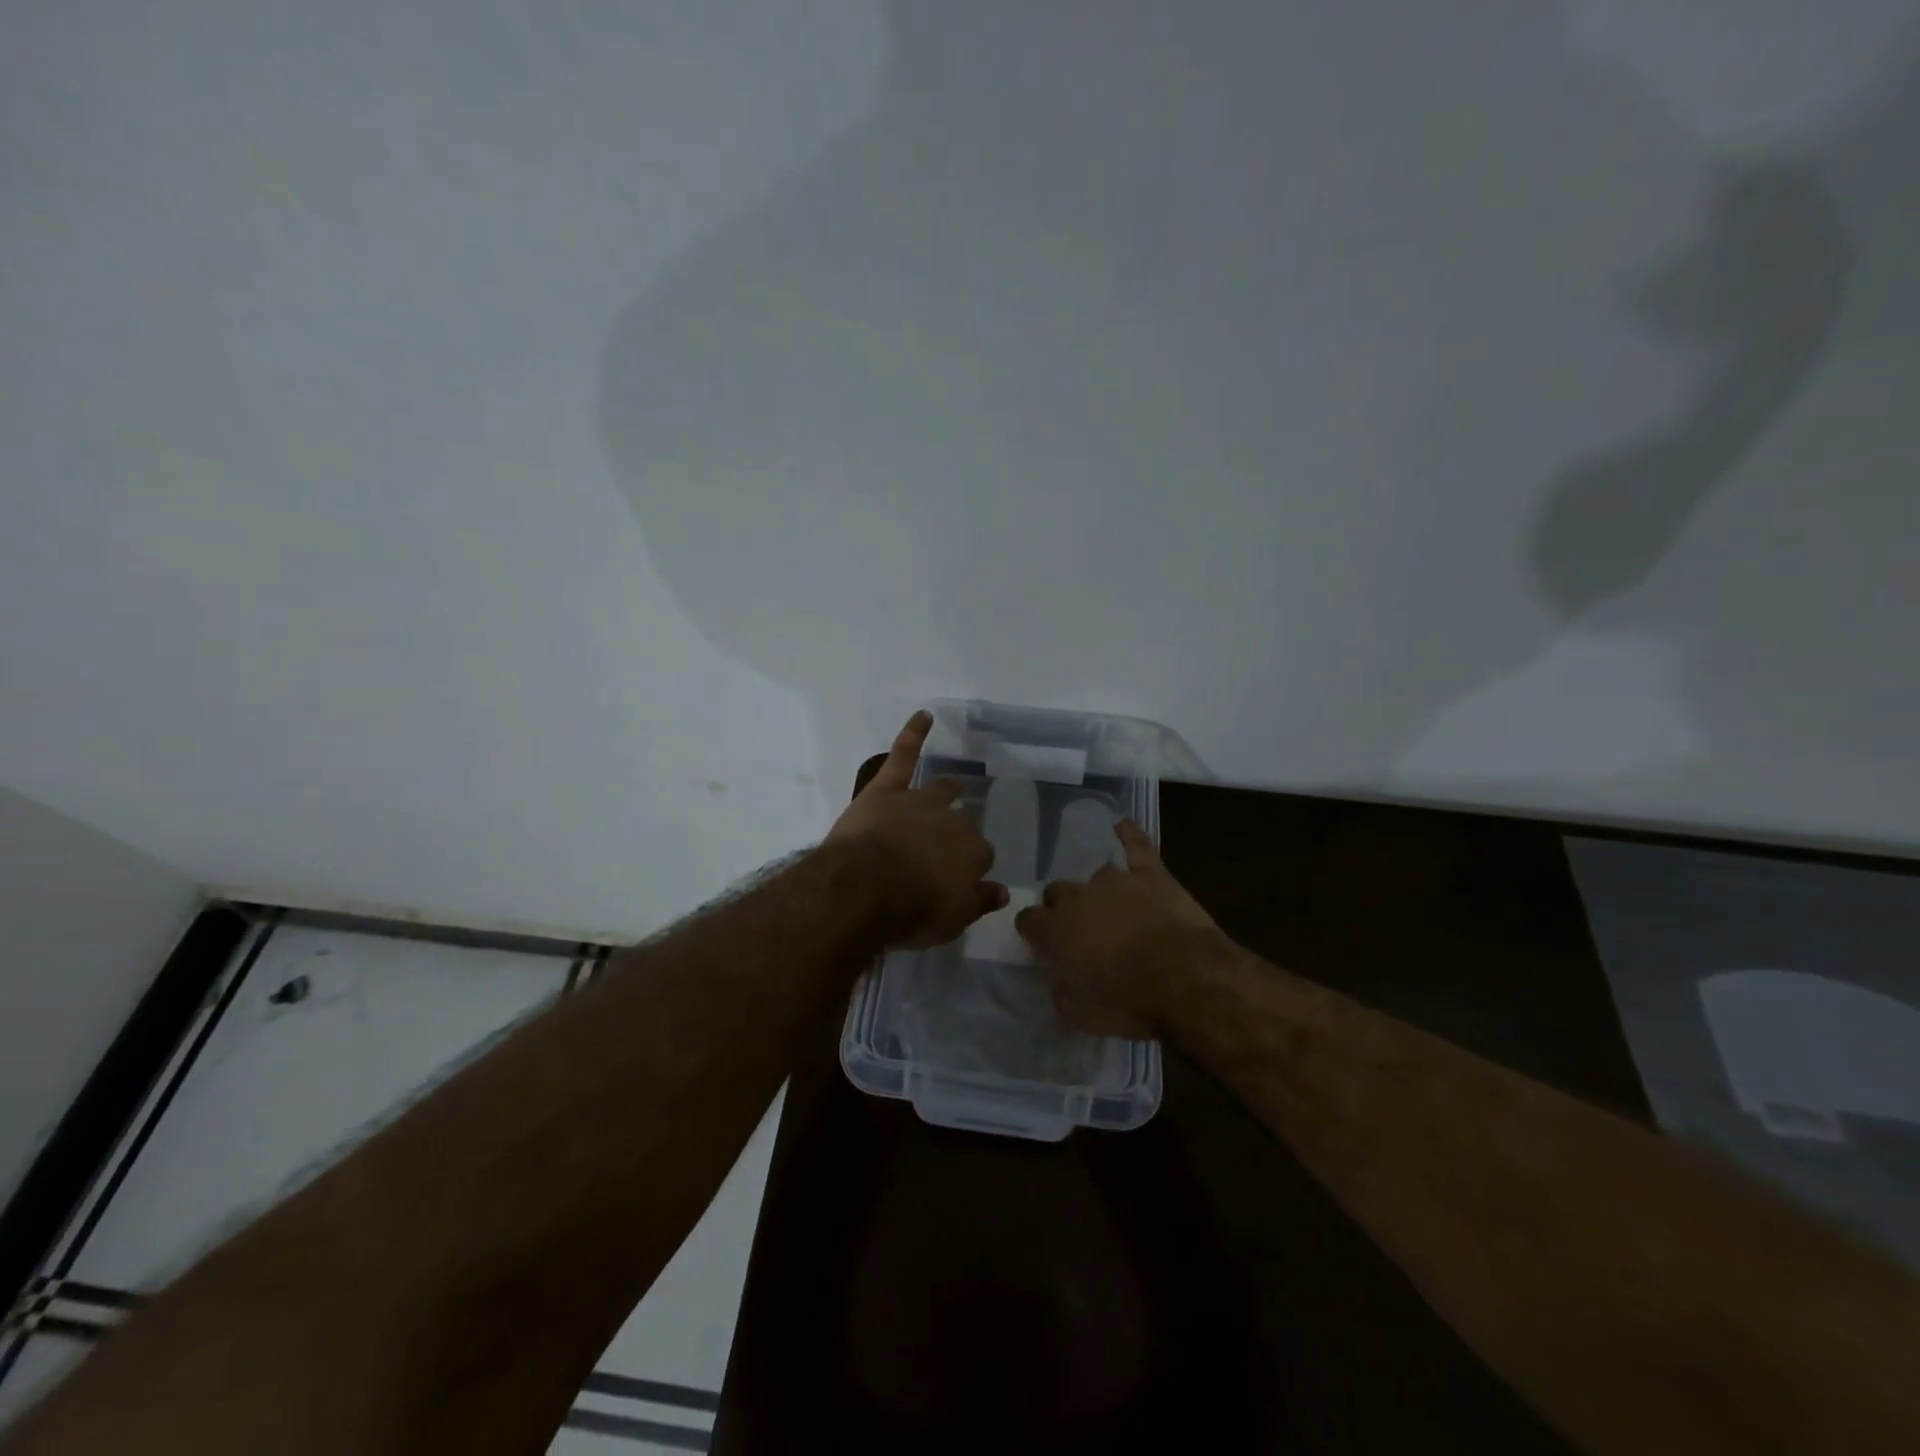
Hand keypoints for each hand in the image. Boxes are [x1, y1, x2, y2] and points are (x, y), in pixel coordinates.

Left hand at [828, 710, 1008, 947]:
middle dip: (959, 831)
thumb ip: (979, 902)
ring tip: (955, 785)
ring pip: (940, 789)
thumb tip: (1003, 891)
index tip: (964, 877)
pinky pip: (904, 754)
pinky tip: (924, 716)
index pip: (981, 856)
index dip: (972, 867)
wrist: (864, 888)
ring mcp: (919, 800)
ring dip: (949, 788)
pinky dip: (914, 733)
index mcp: (971, 853)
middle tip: (948, 845)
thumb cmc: (910, 911)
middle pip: (962, 823)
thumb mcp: (952, 920)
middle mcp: (952, 821)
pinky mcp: (887, 788)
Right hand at [1015, 819, 1218, 1037]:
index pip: (1028, 920)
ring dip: (1099, 890)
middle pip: (1058, 891)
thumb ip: (1062, 990)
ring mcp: (1115, 880)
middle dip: (1063, 907)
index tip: (1041, 942)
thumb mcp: (1081, 1014)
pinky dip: (1128, 834)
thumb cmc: (1128, 1002)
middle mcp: (1078, 897)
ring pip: (1096, 874)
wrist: (1184, 978)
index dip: (1033, 930)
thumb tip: (1059, 979)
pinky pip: (1136, 845)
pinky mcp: (1151, 873)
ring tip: (1112, 906)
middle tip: (1081, 930)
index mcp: (1055, 930)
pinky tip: (1121, 825)